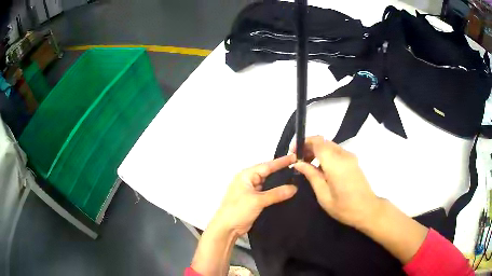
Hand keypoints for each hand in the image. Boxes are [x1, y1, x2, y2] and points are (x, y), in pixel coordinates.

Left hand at [210, 155, 297, 235]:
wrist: (227, 228)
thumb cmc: (238, 210)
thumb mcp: (257, 200)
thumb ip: (276, 193)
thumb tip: (294, 188)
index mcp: (246, 175)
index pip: (267, 166)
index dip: (281, 162)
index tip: (295, 156)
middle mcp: (249, 181)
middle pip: (268, 174)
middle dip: (282, 172)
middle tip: (300, 168)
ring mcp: (252, 191)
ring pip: (269, 184)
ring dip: (280, 183)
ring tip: (298, 179)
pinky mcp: (255, 201)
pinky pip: (268, 194)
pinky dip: (277, 193)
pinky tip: (288, 193)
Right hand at [293, 136, 381, 229]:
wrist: (368, 210)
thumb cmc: (344, 207)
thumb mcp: (323, 195)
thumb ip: (311, 175)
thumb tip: (298, 163)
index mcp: (335, 163)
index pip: (317, 142)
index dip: (304, 143)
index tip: (293, 152)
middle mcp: (344, 155)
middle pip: (323, 141)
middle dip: (309, 146)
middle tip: (299, 160)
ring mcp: (350, 157)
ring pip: (330, 145)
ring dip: (317, 150)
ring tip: (307, 165)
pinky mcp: (353, 161)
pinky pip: (336, 151)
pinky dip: (326, 155)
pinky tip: (321, 168)